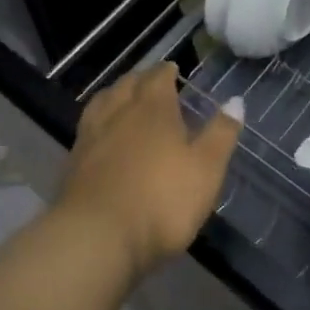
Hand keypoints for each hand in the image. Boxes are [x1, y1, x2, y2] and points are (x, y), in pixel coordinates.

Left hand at [57, 63, 242, 277]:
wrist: (97, 238)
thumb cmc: (161, 200)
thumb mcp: (206, 169)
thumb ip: (221, 133)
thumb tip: (236, 100)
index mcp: (153, 107)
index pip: (158, 77)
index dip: (167, 71)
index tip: (173, 70)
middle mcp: (119, 112)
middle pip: (128, 84)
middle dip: (141, 80)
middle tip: (152, 83)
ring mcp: (92, 136)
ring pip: (103, 102)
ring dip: (115, 95)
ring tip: (124, 99)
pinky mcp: (73, 163)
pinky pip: (87, 127)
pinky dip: (98, 121)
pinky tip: (102, 135)